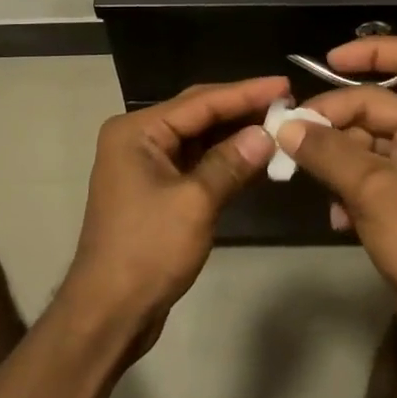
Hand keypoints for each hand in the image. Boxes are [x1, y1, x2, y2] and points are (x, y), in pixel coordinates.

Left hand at [61, 76, 285, 354]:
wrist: (109, 313)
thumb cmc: (147, 251)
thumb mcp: (194, 203)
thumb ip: (231, 163)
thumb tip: (267, 133)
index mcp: (137, 131)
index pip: (200, 101)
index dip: (245, 92)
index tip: (285, 84)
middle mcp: (139, 139)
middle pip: (199, 115)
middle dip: (242, 110)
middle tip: (287, 102)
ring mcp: (147, 165)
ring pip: (200, 139)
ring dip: (237, 135)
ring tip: (280, 125)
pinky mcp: (158, 190)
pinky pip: (197, 163)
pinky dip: (225, 161)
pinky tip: (257, 158)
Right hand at [276, 38, 396, 317]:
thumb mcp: (371, 187)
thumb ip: (324, 151)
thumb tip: (285, 126)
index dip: (371, 51)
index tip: (328, 63)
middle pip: (378, 103)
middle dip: (334, 118)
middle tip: (293, 136)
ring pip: (369, 140)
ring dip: (336, 156)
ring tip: (306, 175)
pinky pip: (373, 172)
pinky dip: (350, 186)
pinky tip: (334, 216)